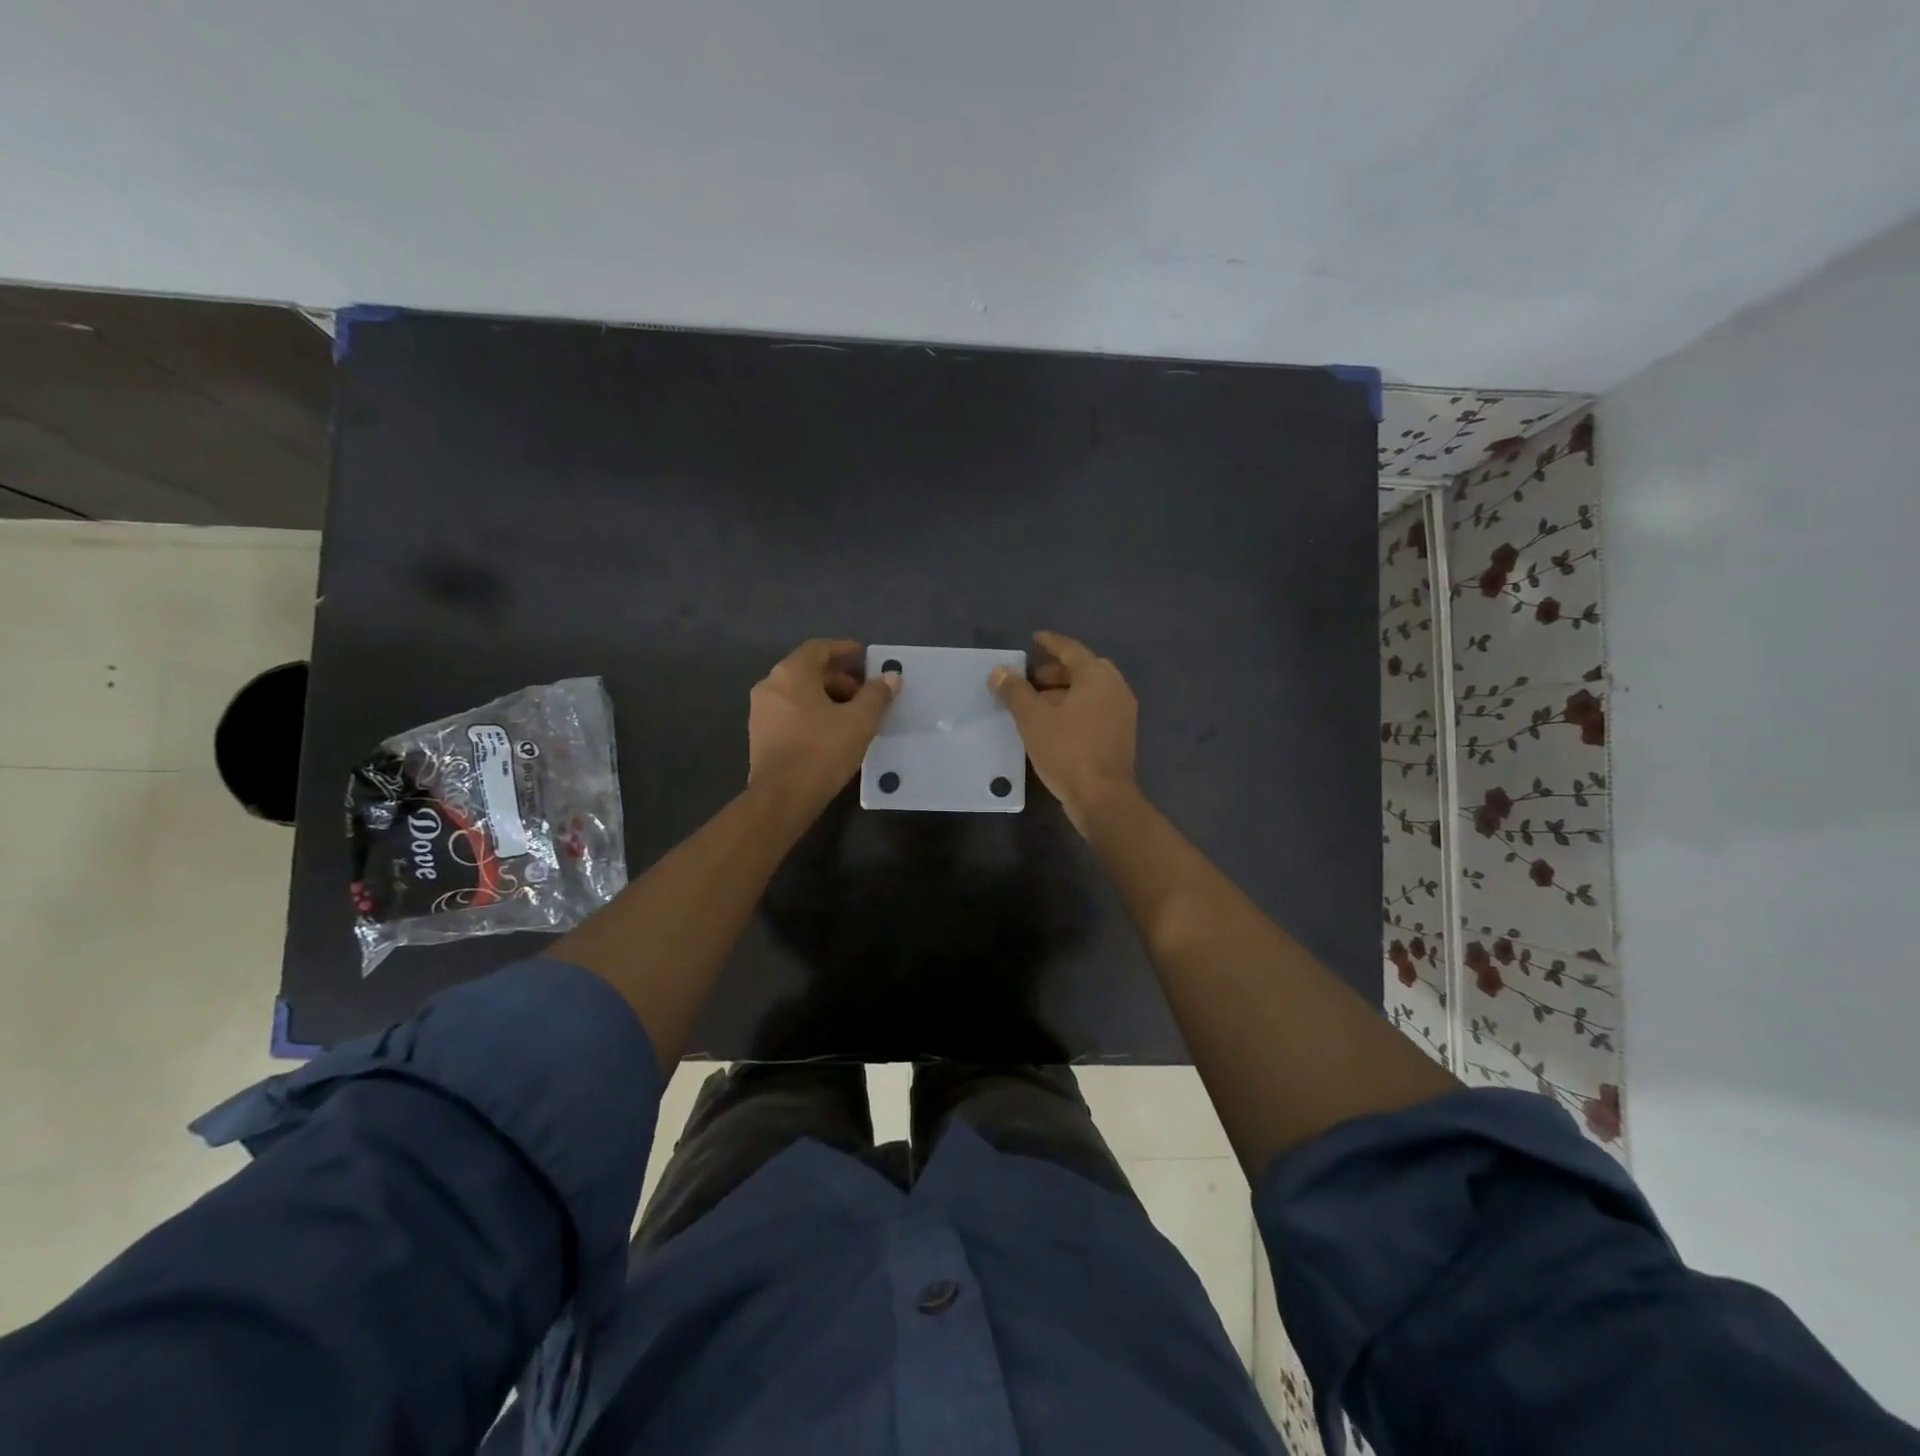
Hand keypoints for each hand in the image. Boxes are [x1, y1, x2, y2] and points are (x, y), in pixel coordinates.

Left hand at [748, 639, 899, 819]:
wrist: (781, 798)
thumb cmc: (821, 751)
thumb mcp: (859, 721)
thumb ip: (876, 695)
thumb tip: (891, 677)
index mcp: (791, 673)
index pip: (818, 648)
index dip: (843, 649)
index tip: (863, 655)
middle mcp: (770, 685)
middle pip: (808, 671)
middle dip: (838, 678)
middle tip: (864, 693)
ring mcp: (760, 711)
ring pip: (798, 693)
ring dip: (826, 697)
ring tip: (852, 715)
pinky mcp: (760, 735)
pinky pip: (789, 712)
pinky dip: (811, 713)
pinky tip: (831, 732)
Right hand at [991, 631, 1137, 833]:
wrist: (1102, 797)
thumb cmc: (1066, 751)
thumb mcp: (1032, 718)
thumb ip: (1015, 691)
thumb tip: (1000, 671)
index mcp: (1097, 676)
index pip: (1071, 649)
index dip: (1051, 642)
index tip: (1035, 638)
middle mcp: (1115, 687)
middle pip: (1085, 668)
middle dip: (1057, 670)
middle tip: (1032, 678)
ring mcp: (1123, 711)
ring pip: (1092, 689)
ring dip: (1066, 690)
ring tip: (1038, 702)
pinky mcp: (1122, 733)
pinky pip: (1097, 707)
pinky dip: (1077, 706)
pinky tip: (1056, 722)